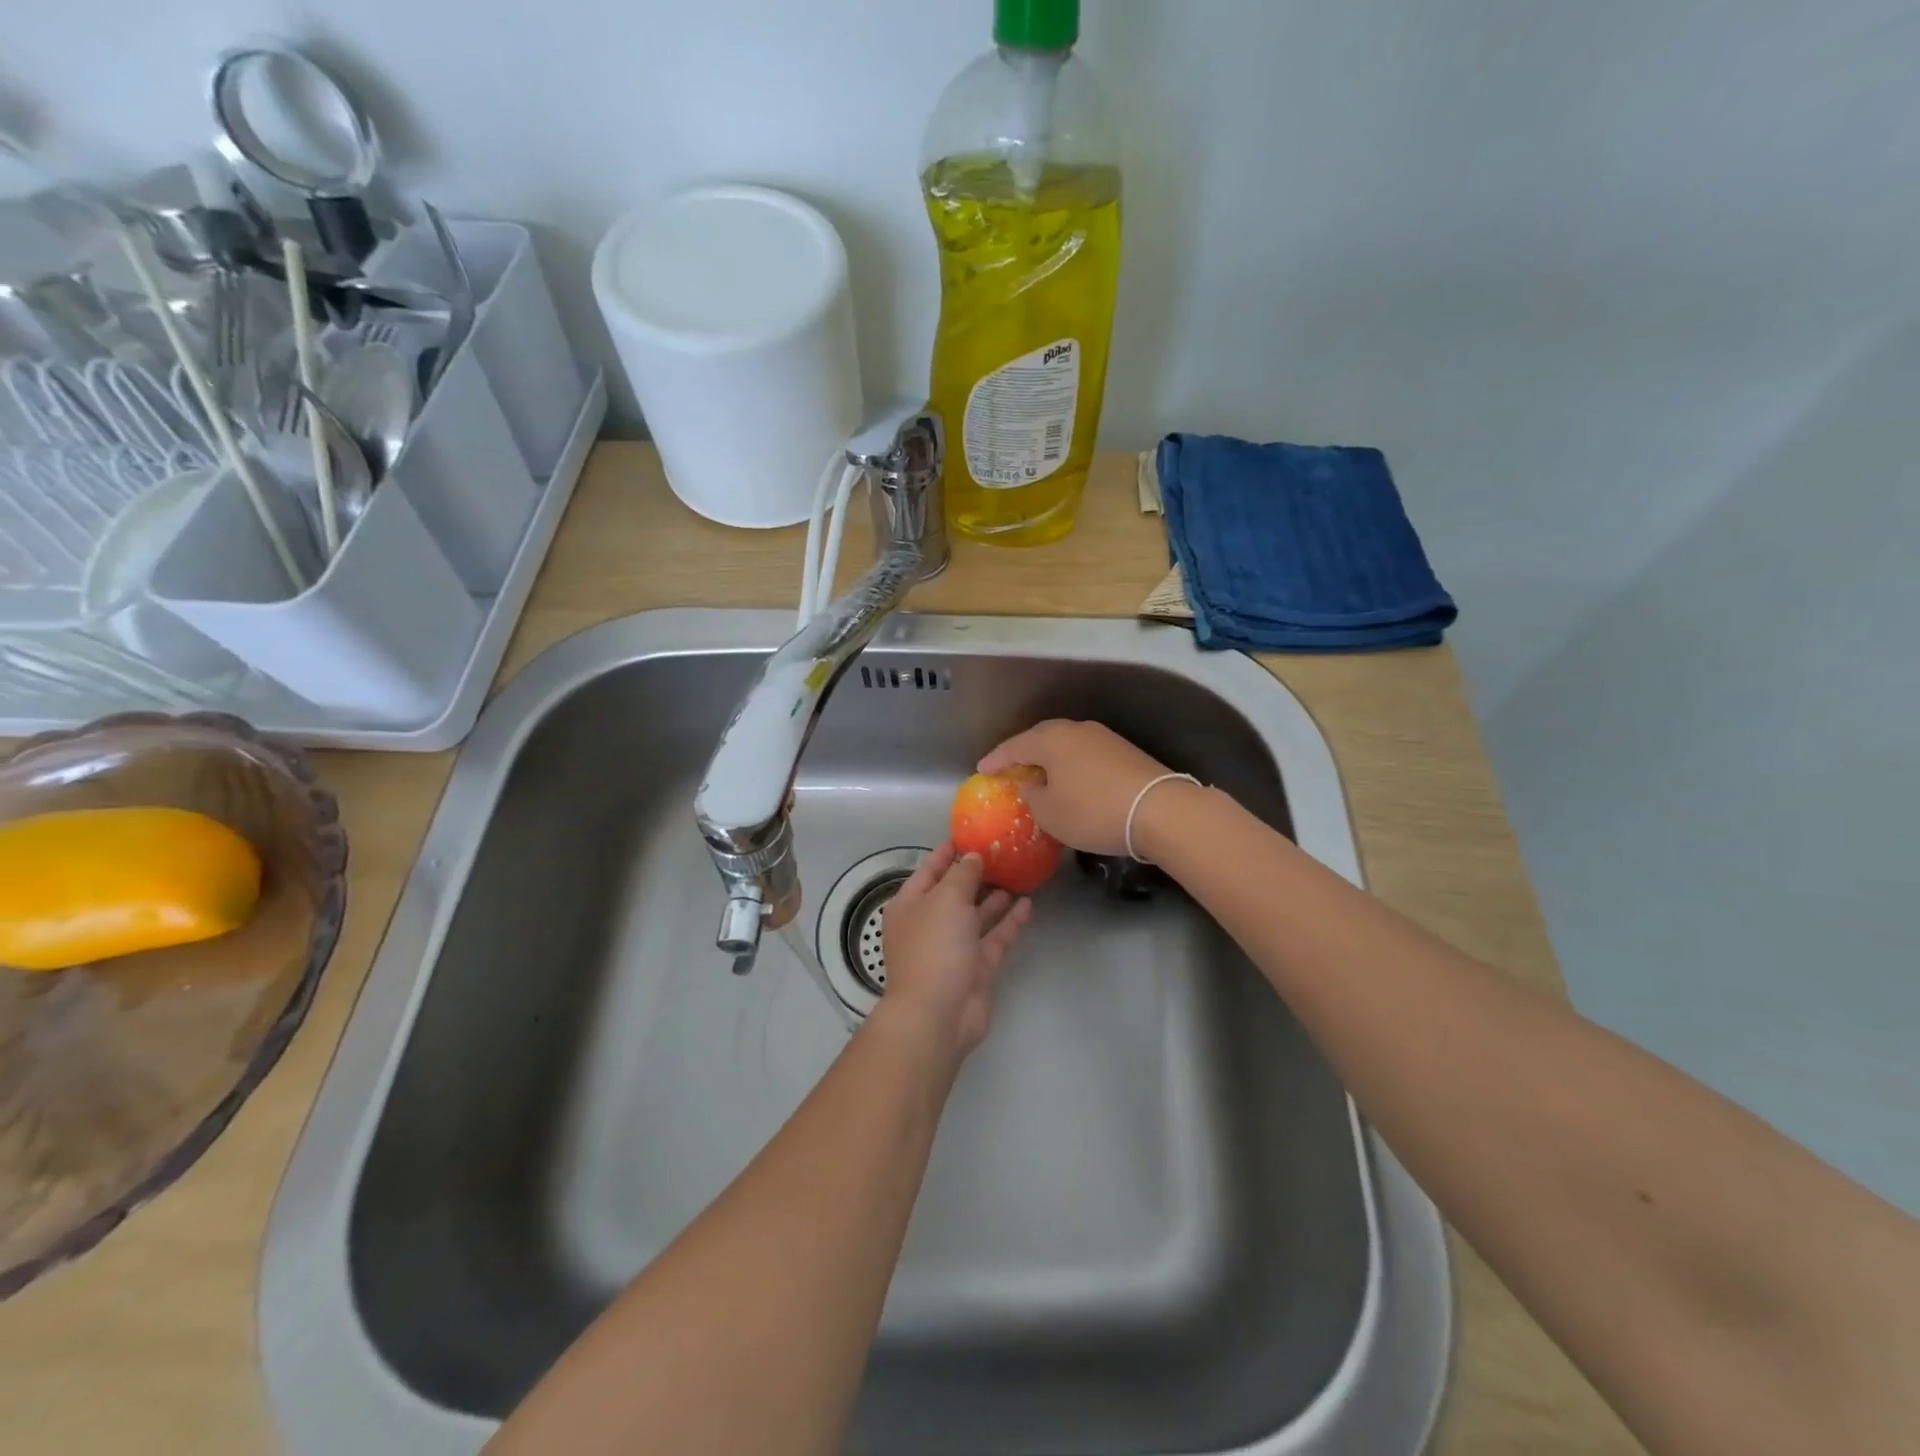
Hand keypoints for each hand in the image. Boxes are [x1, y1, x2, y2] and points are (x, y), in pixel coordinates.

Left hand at [879, 840, 1031, 1060]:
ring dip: (995, 897)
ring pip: (976, 916)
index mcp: (910, 905)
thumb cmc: (934, 947)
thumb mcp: (946, 899)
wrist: (938, 1015)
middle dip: (976, 874)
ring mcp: (953, 948)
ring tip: (1019, 874)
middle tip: (1003, 852)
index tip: (968, 834)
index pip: (928, 871)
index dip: (946, 852)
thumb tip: (972, 857)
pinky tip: (1028, 904)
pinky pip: (994, 938)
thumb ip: (962, 874)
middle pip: (954, 893)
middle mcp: (929, 924)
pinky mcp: (976, 969)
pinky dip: (1009, 922)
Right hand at [978, 720, 1176, 856]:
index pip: (1014, 746)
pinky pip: (1085, 754)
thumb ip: (1032, 796)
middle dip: (1023, 753)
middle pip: (1041, 738)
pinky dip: (1072, 765)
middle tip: (1010, 769)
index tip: (982, 769)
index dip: (996, 759)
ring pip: (1066, 745)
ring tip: (1040, 775)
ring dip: (1050, 759)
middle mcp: (1076, 730)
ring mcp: (1103, 737)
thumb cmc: (1093, 812)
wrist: (1160, 810)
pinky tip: (1072, 781)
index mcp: (1051, 740)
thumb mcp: (1050, 814)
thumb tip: (1031, 786)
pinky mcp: (1124, 751)